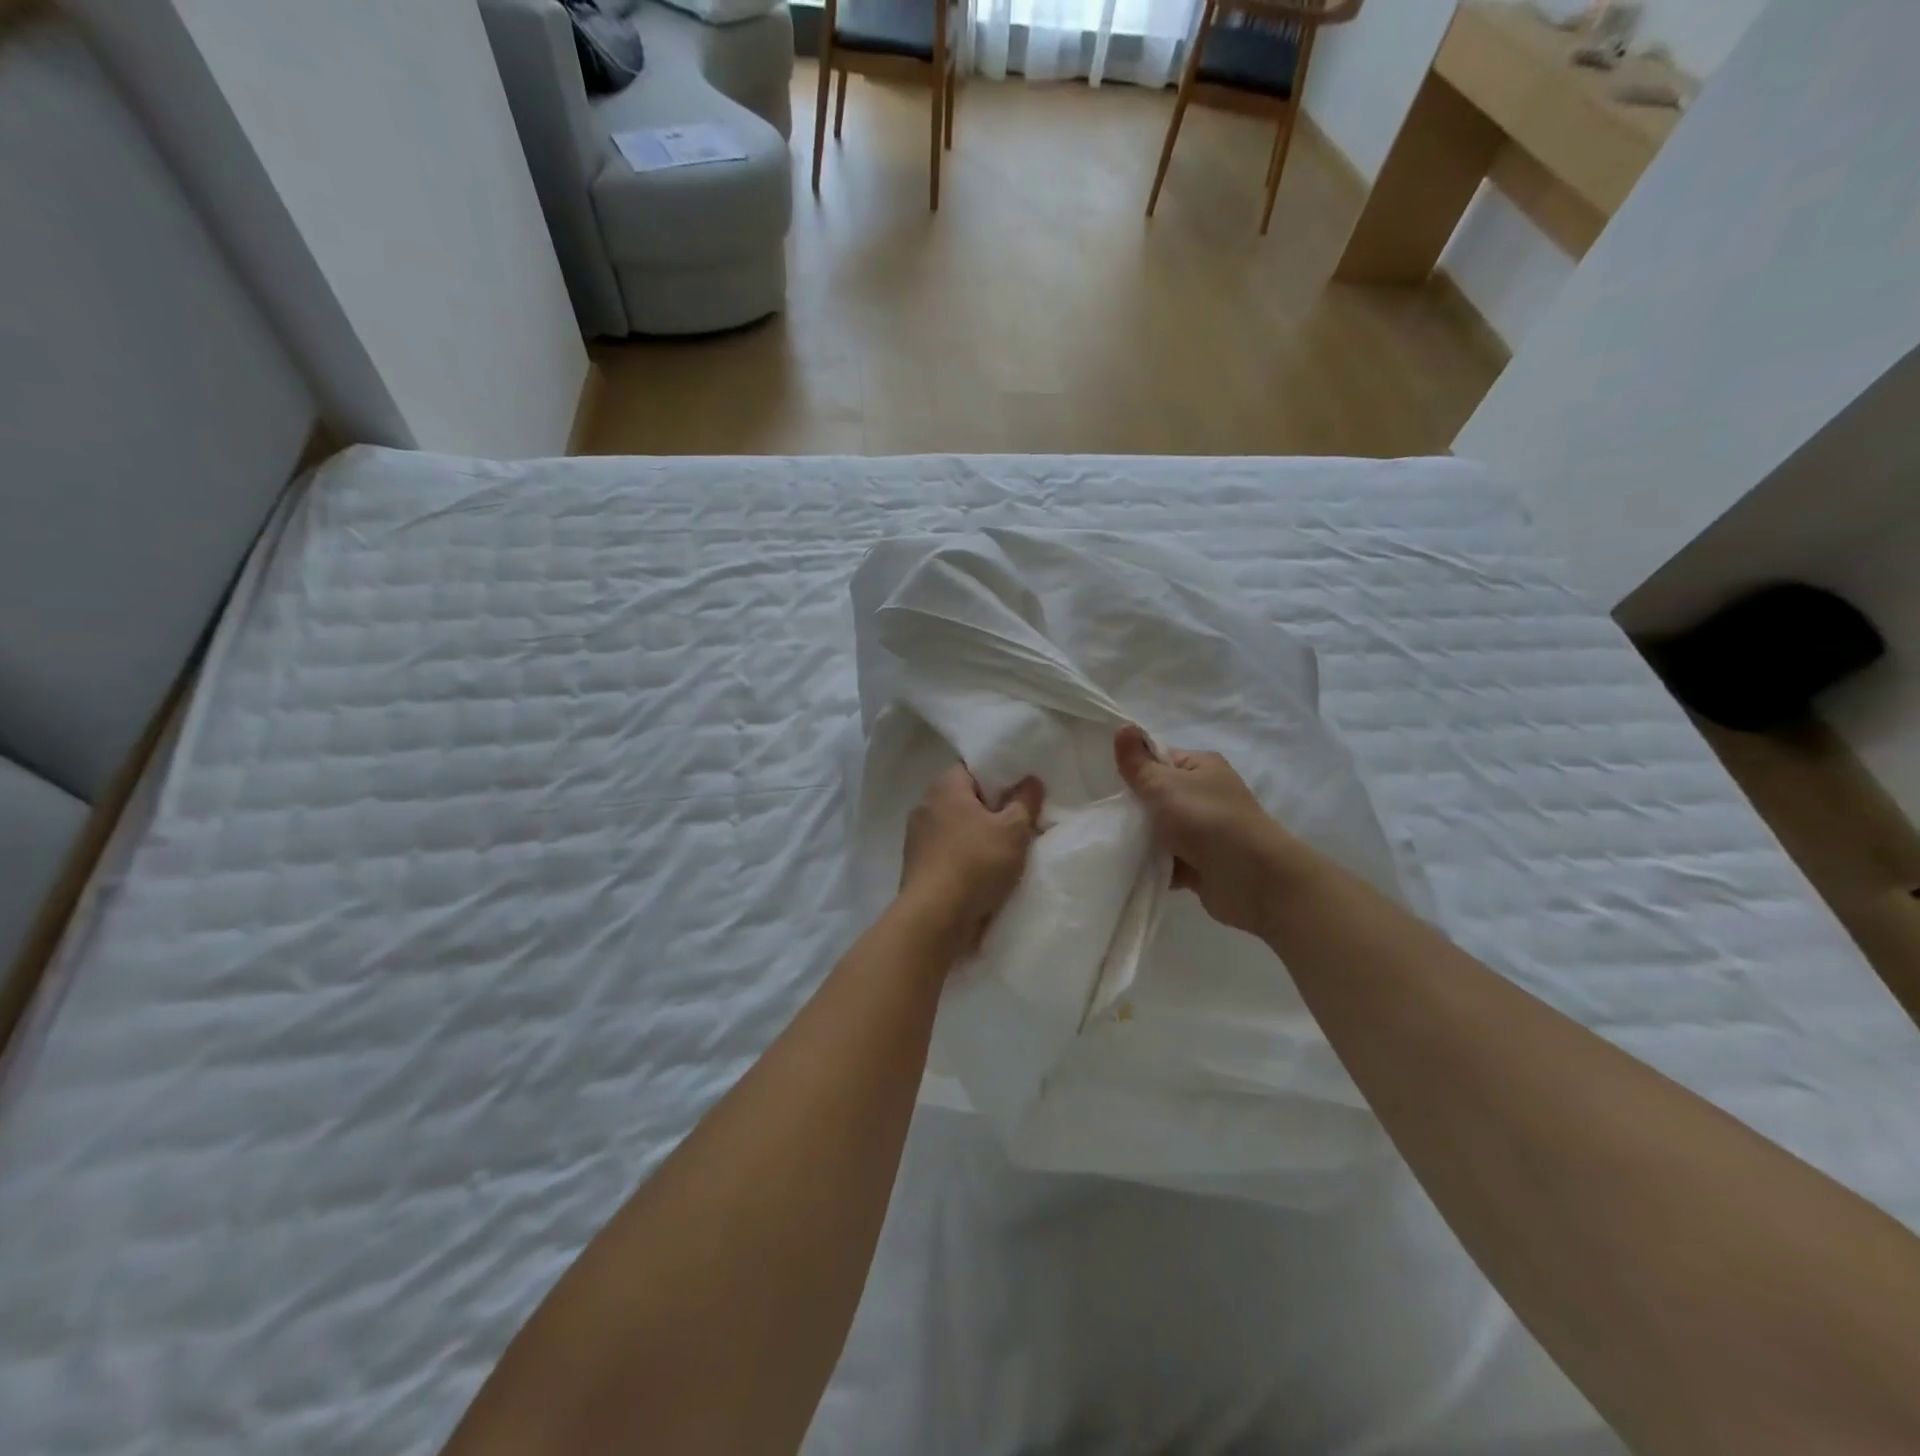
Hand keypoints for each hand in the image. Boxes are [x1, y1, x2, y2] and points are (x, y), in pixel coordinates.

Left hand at [899, 765, 1044, 953]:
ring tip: (1006, 848)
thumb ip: (1024, 801)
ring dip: (977, 834)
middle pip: (964, 797)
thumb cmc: (976, 863)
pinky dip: (964, 855)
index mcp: (945, 786)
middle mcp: (925, 804)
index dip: (999, 775)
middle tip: (1019, 819)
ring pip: (956, 825)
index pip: (973, 767)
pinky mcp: (916, 864)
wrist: (935, 917)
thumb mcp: (1013, 830)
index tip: (1021, 790)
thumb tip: (1030, 780)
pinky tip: (983, 870)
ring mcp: (916, 836)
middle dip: (990, 807)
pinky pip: (947, 850)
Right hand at [1114, 725, 1298, 936]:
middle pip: (1159, 797)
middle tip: (1111, 817)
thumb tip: (1123, 726)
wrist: (1250, 877)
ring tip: (1118, 846)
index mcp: (1203, 767)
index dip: (1136, 770)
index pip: (1161, 760)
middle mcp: (1207, 795)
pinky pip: (1170, 861)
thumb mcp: (1163, 784)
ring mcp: (1207, 832)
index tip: (1112, 786)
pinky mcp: (1203, 864)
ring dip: (1144, 840)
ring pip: (1162, 831)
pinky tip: (1135, 868)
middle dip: (1136, 809)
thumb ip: (1137, 762)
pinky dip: (1156, 865)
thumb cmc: (1204, 819)